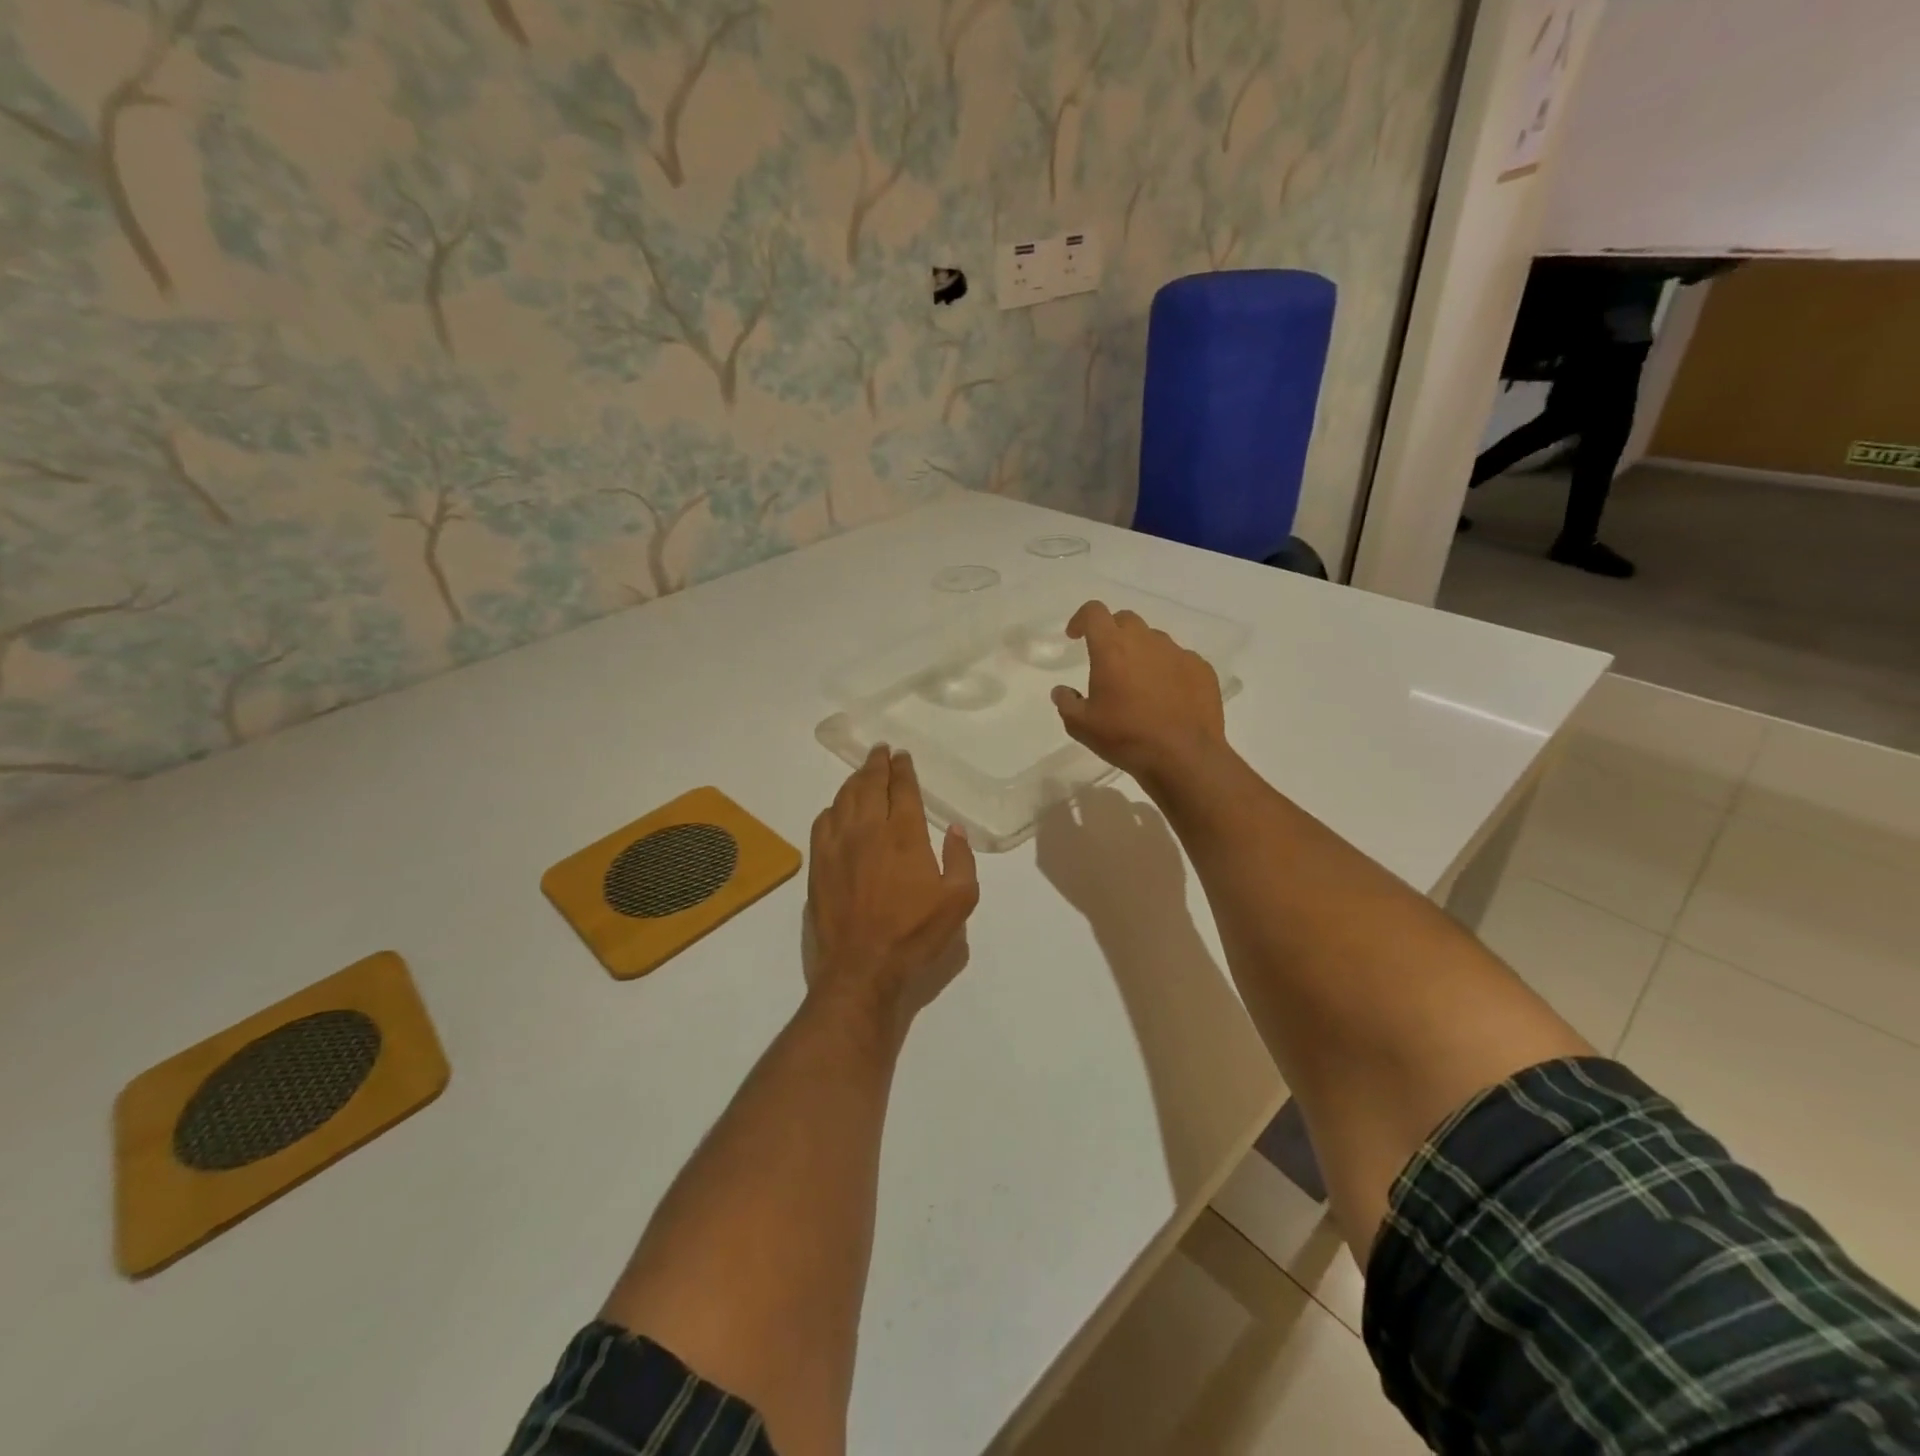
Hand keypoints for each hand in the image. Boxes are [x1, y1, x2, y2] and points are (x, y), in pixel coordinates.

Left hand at [807, 746, 979, 1031]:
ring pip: (844, 798)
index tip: (902, 756)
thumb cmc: (914, 933)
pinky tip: (837, 808)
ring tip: (863, 771)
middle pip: (870, 784)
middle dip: (877, 764)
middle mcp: (869, 829)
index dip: (903, 769)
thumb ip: (961, 859)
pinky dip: (833, 807)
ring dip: (855, 780)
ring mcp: (839, 844)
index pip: (902, 789)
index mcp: (904, 834)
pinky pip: (822, 821)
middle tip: (881, 751)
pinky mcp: (819, 862)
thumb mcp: (959, 900)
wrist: (862, 965)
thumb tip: (955, 829)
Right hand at [1051, 601, 1226, 791]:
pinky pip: (1180, 660)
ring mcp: (1178, 653)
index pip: (1094, 612)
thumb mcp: (1081, 726)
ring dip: (1142, 652)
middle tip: (1107, 660)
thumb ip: (1066, 702)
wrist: (1183, 757)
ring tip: (1139, 684)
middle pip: (1126, 620)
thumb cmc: (1125, 737)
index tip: (1075, 636)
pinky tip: (1167, 697)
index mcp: (1112, 648)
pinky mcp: (1202, 669)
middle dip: (1112, 632)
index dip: (1081, 619)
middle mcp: (1146, 641)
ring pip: (1154, 640)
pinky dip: (1168, 670)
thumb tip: (1062, 691)